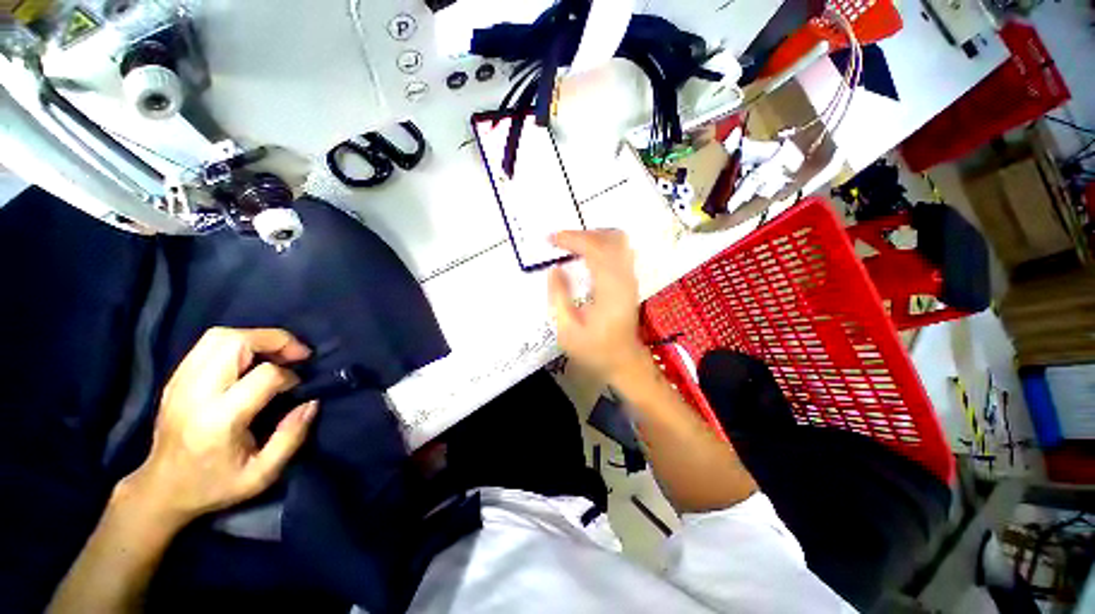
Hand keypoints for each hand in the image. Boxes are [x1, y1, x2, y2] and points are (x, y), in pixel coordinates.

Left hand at [125, 327, 317, 526]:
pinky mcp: (175, 379)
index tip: (297, 388)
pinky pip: (208, 344)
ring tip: (276, 353)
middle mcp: (196, 393)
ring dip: (256, 337)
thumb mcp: (262, 474)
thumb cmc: (214, 485)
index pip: (263, 376)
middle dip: (276, 340)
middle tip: (297, 353)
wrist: (161, 489)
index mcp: (219, 420)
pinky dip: (237, 343)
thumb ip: (291, 437)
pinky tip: (251, 360)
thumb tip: (311, 402)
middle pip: (236, 342)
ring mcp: (180, 382)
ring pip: (220, 336)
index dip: (290, 376)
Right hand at [548, 230, 649, 381]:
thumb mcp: (567, 330)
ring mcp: (630, 278)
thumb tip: (554, 268)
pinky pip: (619, 250)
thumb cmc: (594, 349)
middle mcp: (624, 279)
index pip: (595, 250)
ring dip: (593, 236)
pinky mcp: (630, 281)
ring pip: (618, 241)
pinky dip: (601, 244)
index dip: (572, 239)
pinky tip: (586, 254)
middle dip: (583, 234)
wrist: (623, 361)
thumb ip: (559, 297)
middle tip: (560, 241)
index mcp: (609, 290)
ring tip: (571, 245)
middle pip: (610, 239)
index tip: (551, 239)